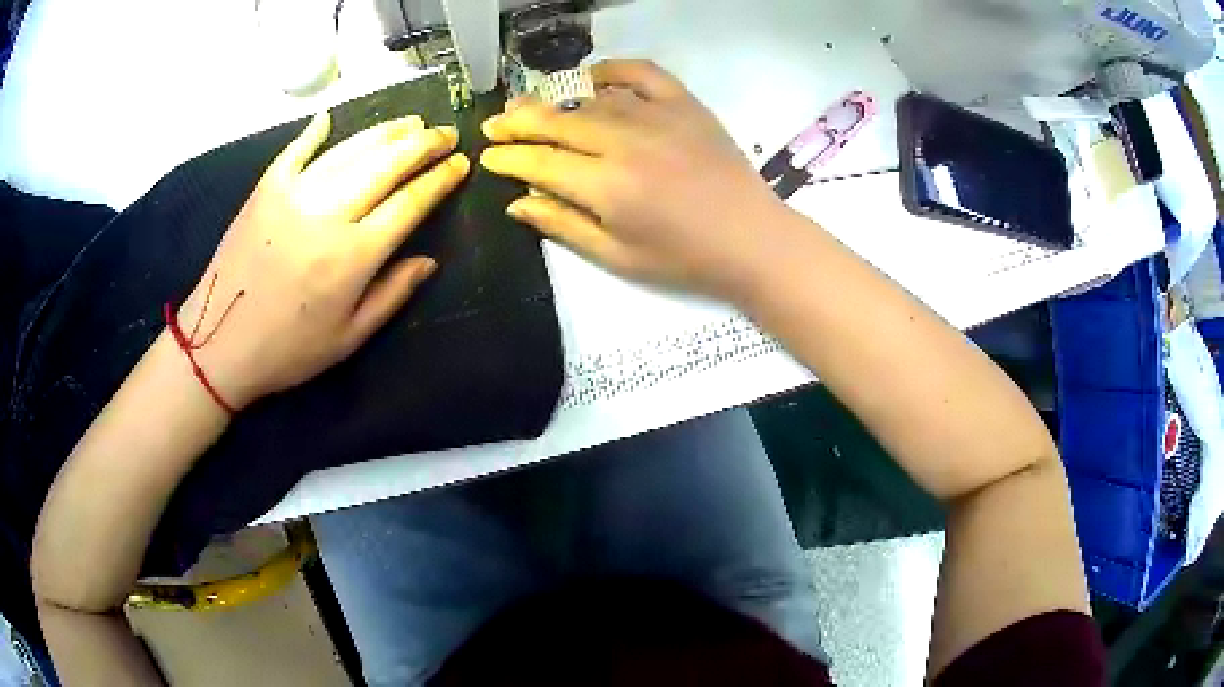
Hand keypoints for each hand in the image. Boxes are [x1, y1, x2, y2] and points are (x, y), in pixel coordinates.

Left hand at [175, 111, 469, 409]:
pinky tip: (330, 118)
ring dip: (385, 132)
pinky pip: (296, 151)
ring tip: (410, 122)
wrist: (219, 345)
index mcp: (354, 255)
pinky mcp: (265, 190)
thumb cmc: (287, 350)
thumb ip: (392, 295)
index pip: (410, 202)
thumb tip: (429, 261)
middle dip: (423, 143)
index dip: (440, 179)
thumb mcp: (348, 338)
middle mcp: (328, 214)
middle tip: (445, 132)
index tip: (460, 164)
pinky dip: (314, 131)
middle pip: (386, 163)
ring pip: (350, 150)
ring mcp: (294, 195)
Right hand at [480, 59, 791, 300]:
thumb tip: (516, 202)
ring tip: (533, 108)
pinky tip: (593, 78)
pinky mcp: (685, 104)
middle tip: (494, 124)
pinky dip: (614, 71)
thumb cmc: (683, 259)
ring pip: (591, 100)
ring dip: (557, 103)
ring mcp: (657, 117)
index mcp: (606, 186)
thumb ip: (563, 225)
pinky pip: (642, 74)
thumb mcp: (617, 256)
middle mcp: (625, 142)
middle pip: (557, 123)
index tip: (487, 156)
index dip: (508, 158)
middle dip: (518, 123)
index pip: (540, 163)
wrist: (752, 239)